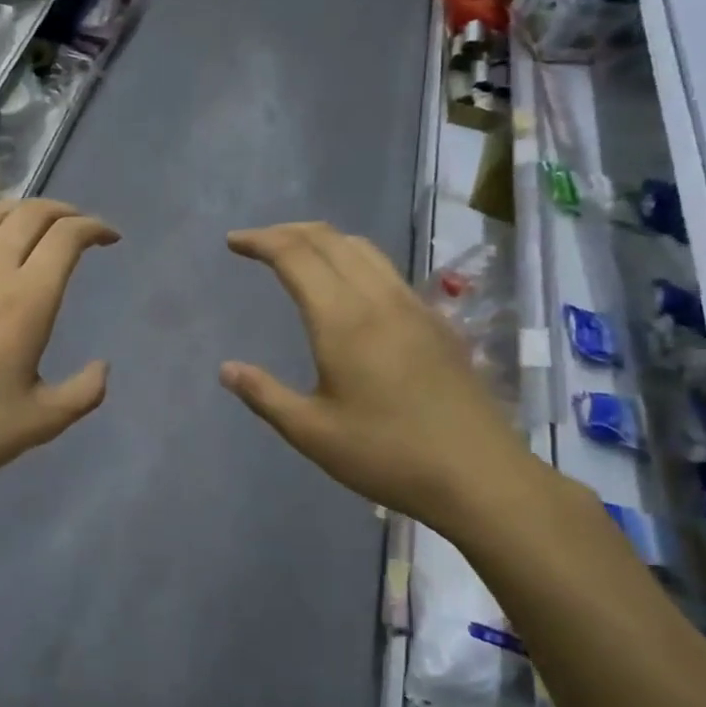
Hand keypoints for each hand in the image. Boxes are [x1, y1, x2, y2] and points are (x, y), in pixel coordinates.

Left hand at [0, 200, 117, 503]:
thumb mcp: (41, 422)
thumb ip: (84, 392)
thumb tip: (103, 367)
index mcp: (25, 300)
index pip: (66, 237)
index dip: (93, 227)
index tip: (108, 237)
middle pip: (30, 214)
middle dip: (63, 211)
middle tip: (77, 225)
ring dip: (21, 210)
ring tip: (33, 225)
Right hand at [220, 222, 537, 541]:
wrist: (479, 474)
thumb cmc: (387, 455)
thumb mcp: (311, 432)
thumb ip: (264, 395)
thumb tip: (227, 369)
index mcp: (343, 320)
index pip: (295, 255)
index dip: (260, 241)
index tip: (233, 242)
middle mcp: (379, 299)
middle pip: (329, 239)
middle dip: (288, 232)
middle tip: (257, 243)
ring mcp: (414, 306)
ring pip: (363, 249)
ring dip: (323, 241)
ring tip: (298, 255)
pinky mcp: (436, 322)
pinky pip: (386, 270)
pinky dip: (353, 259)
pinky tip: (348, 289)